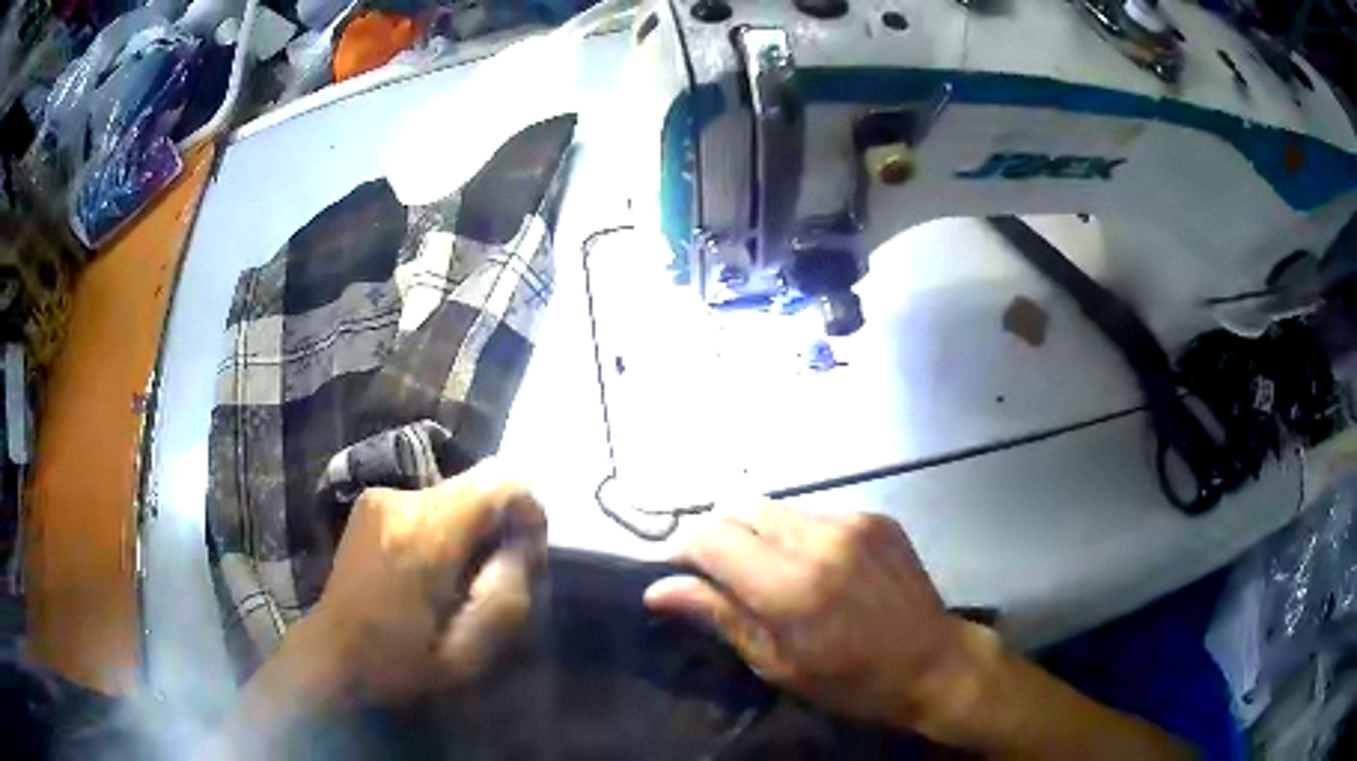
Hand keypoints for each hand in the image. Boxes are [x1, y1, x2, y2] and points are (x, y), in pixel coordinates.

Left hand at [307, 460, 546, 702]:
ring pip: (454, 494)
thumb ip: (506, 596)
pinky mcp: (370, 502)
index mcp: (425, 536)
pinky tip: (428, 573)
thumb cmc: (397, 664)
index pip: (500, 482)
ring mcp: (380, 497)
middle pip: (477, 486)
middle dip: (498, 527)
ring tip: (457, 583)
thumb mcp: (467, 654)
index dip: (529, 510)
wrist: (330, 654)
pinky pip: (429, 502)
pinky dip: (444, 529)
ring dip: (469, 531)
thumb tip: (524, 548)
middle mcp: (401, 500)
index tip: (528, 554)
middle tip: (492, 580)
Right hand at [644, 503, 986, 733]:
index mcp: (792, 586)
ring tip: (770, 574)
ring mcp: (853, 521)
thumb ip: (719, 616)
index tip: (678, 573)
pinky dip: (796, 535)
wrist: (933, 663)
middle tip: (720, 575)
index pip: (711, 537)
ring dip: (757, 534)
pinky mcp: (875, 516)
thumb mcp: (777, 663)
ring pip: (775, 507)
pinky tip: (815, 568)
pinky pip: (814, 514)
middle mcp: (821, 539)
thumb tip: (657, 590)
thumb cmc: (851, 681)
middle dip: (717, 535)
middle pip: (738, 507)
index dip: (683, 550)